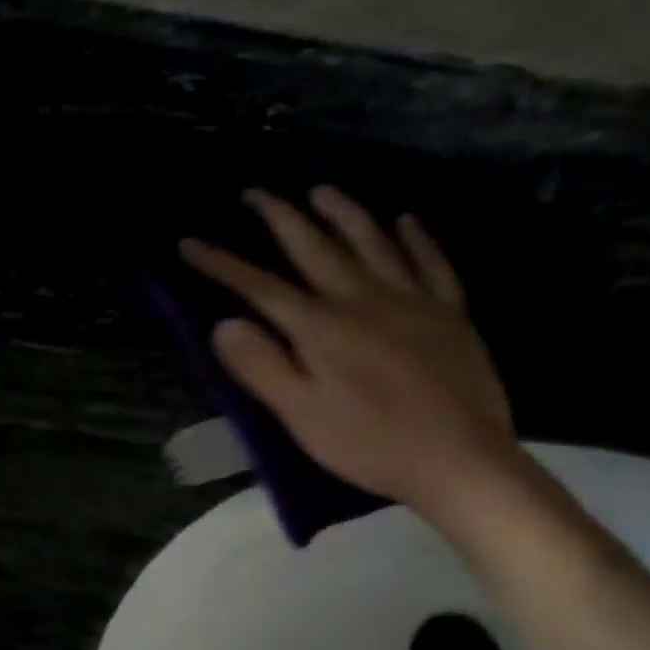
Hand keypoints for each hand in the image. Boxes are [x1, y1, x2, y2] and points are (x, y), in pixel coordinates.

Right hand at [181, 186, 520, 523]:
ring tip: (322, 190)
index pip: (260, 287)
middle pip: (315, 248)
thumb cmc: (370, 444)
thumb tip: (223, 324)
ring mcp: (411, 301)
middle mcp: (362, 300)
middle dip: (280, 218)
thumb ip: (262, 366)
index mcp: (320, 328)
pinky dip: (417, 239)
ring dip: (344, 213)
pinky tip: (406, 220)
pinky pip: (432, 264)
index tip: (190, 242)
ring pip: (372, 243)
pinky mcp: (449, 314)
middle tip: (255, 192)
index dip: (222, 264)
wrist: (459, 459)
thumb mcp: (301, 415)